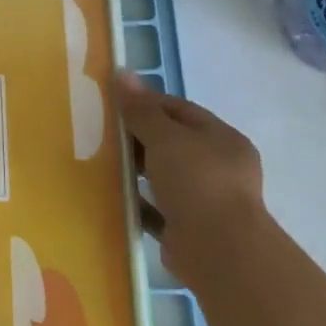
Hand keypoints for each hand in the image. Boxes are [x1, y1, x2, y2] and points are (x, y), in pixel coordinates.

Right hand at [115, 70, 264, 263]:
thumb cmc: (197, 182)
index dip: (147, 104)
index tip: (115, 105)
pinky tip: (114, 197)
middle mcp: (220, 168)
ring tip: (103, 163)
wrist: (219, 253)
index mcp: (222, 139)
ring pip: (165, 177)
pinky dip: (139, 203)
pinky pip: (159, 210)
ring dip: (138, 171)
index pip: (181, 110)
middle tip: (104, 133)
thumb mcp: (165, 137)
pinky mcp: (191, 231)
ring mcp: (208, 202)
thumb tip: (122, 72)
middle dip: (140, 138)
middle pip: (173, 144)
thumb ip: (141, 109)